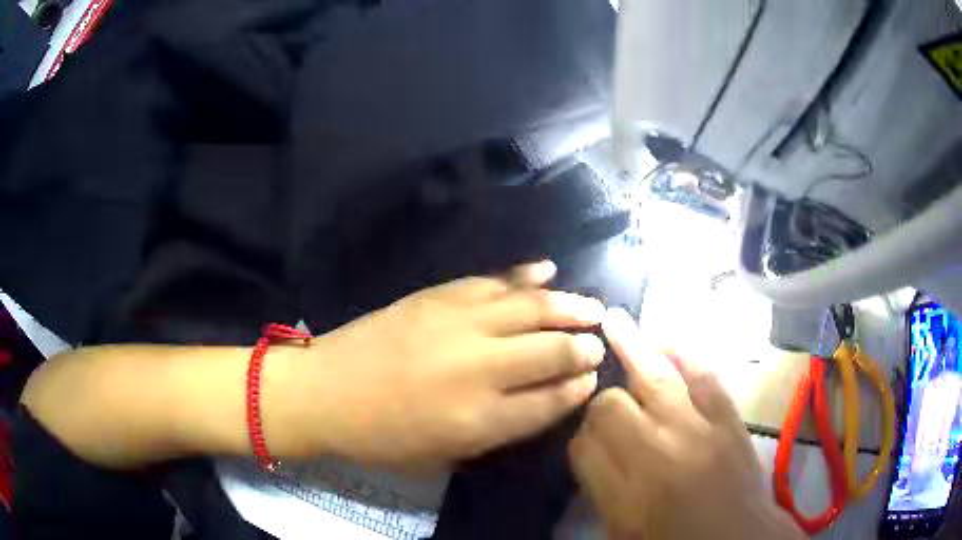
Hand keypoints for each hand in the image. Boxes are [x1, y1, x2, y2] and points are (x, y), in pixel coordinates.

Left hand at [268, 262, 605, 467]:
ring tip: (591, 307)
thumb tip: (542, 400)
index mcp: (482, 420)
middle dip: (582, 346)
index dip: (577, 387)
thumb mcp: (446, 453)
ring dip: (568, 305)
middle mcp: (481, 369)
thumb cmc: (383, 437)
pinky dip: (525, 276)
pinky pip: (494, 281)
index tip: (592, 377)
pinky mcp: (439, 297)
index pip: (551, 400)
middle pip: (552, 351)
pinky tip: (547, 270)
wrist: (326, 392)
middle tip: (600, 340)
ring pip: (531, 308)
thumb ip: (499, 429)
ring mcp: (460, 325)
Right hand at [568, 308, 806, 539]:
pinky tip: (667, 340)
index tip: (587, 441)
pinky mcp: (728, 418)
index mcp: (625, 493)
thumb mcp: (622, 530)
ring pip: (654, 378)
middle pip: (611, 407)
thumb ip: (601, 487)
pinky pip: (705, 376)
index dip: (580, 438)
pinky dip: (686, 354)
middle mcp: (657, 455)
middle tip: (609, 407)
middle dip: (602, 402)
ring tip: (614, 319)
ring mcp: (697, 430)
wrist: (737, 538)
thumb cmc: (675, 539)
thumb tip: (589, 447)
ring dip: (632, 347)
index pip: (582, 446)